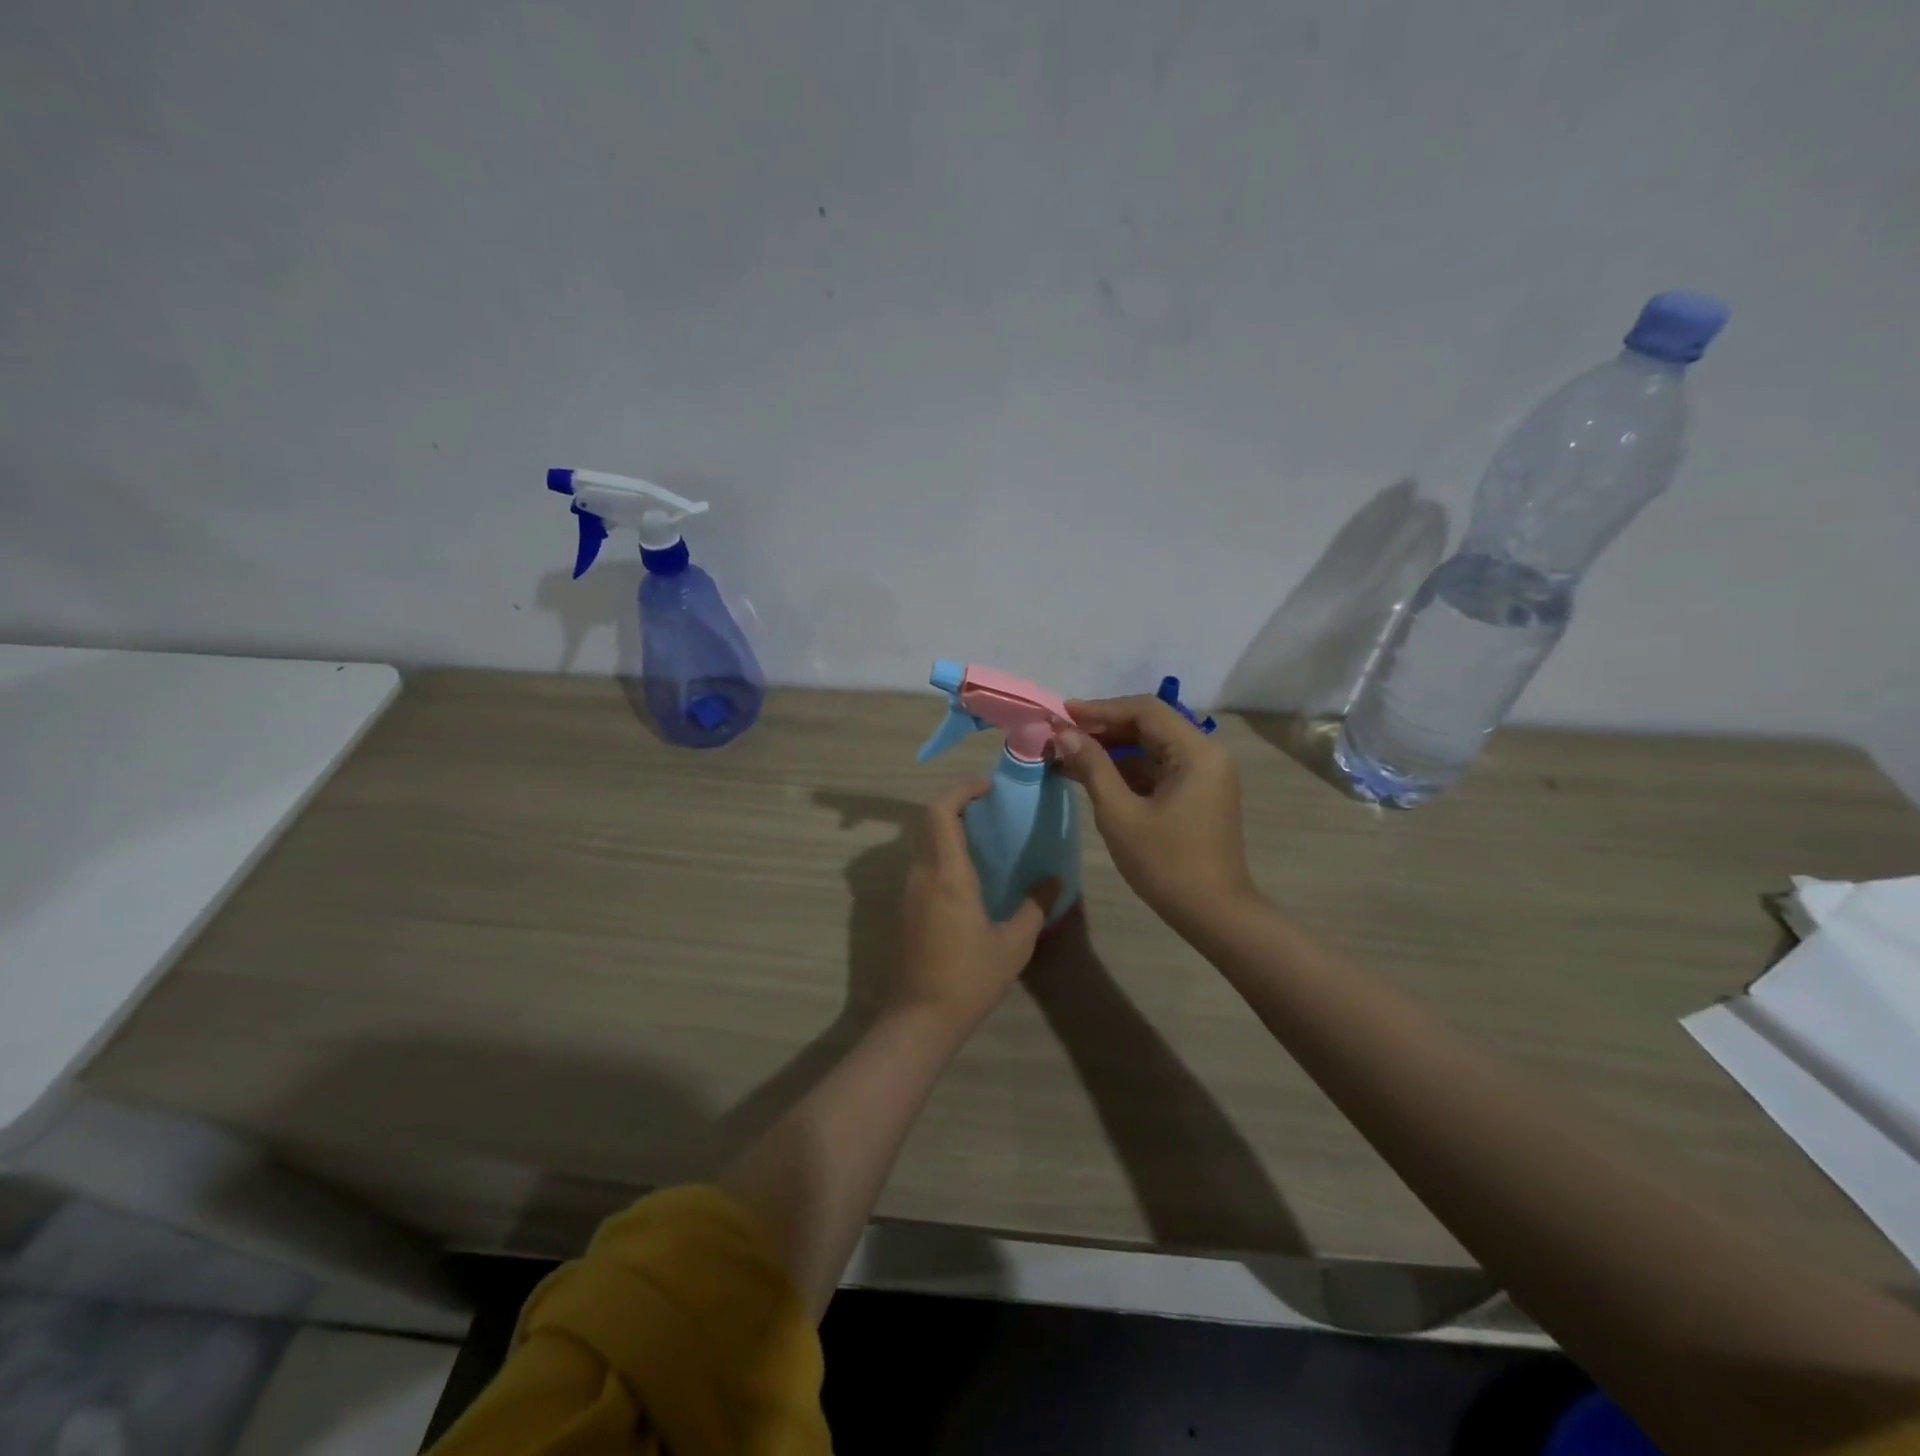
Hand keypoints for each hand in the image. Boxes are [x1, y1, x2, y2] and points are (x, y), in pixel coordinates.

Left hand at [891, 781, 1058, 1032]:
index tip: (989, 789)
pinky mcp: (907, 908)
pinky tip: (972, 874)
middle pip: (929, 821)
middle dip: (958, 805)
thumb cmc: (968, 978)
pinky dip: (944, 852)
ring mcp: (910, 891)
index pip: (941, 812)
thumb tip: (1054, 880)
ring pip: (924, 842)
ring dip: (949, 829)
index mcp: (947, 874)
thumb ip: (1035, 906)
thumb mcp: (1013, 944)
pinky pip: (924, 864)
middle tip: (992, 810)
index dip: (961, 790)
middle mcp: (922, 874)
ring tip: (986, 837)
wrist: (920, 1019)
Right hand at [1052, 696, 1257, 934]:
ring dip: (1110, 750)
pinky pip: (1156, 768)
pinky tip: (1090, 776)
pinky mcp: (1196, 793)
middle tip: (1060, 736)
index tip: (1062, 714)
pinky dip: (1125, 770)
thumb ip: (1092, 766)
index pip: (1144, 710)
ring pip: (1150, 747)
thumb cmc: (1166, 864)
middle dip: (1102, 729)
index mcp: (1196, 751)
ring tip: (1066, 756)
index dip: (1100, 709)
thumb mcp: (1120, 813)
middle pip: (1148, 725)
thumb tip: (1064, 733)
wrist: (1213, 914)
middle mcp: (1206, 753)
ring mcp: (1203, 774)